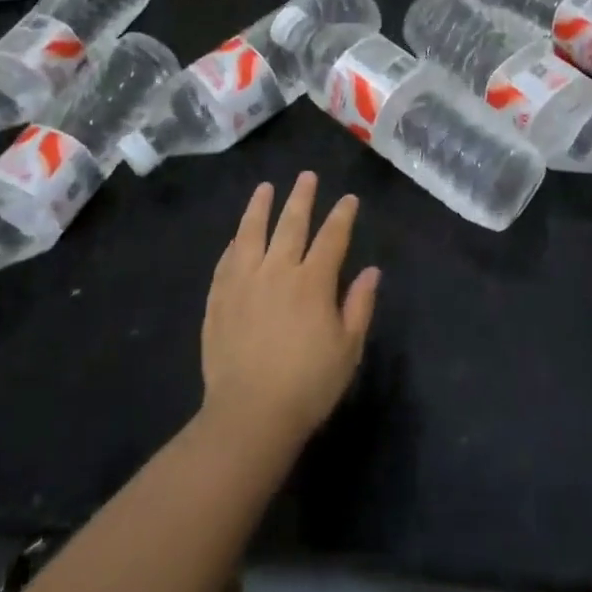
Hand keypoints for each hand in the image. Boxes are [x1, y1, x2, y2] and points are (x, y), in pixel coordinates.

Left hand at [201, 172, 379, 449]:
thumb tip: (372, 271)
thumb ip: (359, 306)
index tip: (348, 199)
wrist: (249, 415)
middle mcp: (278, 271)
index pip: (332, 238)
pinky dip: (235, 243)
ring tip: (265, 188)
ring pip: (252, 233)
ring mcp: (244, 283)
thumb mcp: (347, 349)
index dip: (342, 216)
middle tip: (306, 176)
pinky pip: (226, 261)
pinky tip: (237, 236)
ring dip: (260, 208)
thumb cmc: (308, 385)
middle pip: (291, 225)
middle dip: (301, 198)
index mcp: (313, 282)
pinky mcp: (219, 299)